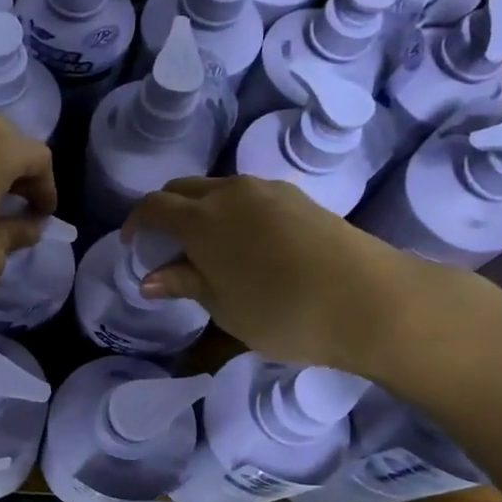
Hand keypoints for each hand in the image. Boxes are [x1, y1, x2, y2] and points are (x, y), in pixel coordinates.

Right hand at [125, 176, 501, 379]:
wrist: (370, 300)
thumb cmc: (282, 312)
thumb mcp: (224, 307)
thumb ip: (185, 285)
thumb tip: (150, 278)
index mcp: (202, 219)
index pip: (153, 207)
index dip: (136, 223)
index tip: (132, 245)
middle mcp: (231, 193)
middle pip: (183, 189)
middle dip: (166, 212)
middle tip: (165, 247)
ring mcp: (268, 191)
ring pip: (218, 189)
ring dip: (200, 211)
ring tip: (206, 249)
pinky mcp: (298, 198)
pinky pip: (248, 196)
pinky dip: (231, 212)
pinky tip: (245, 244)